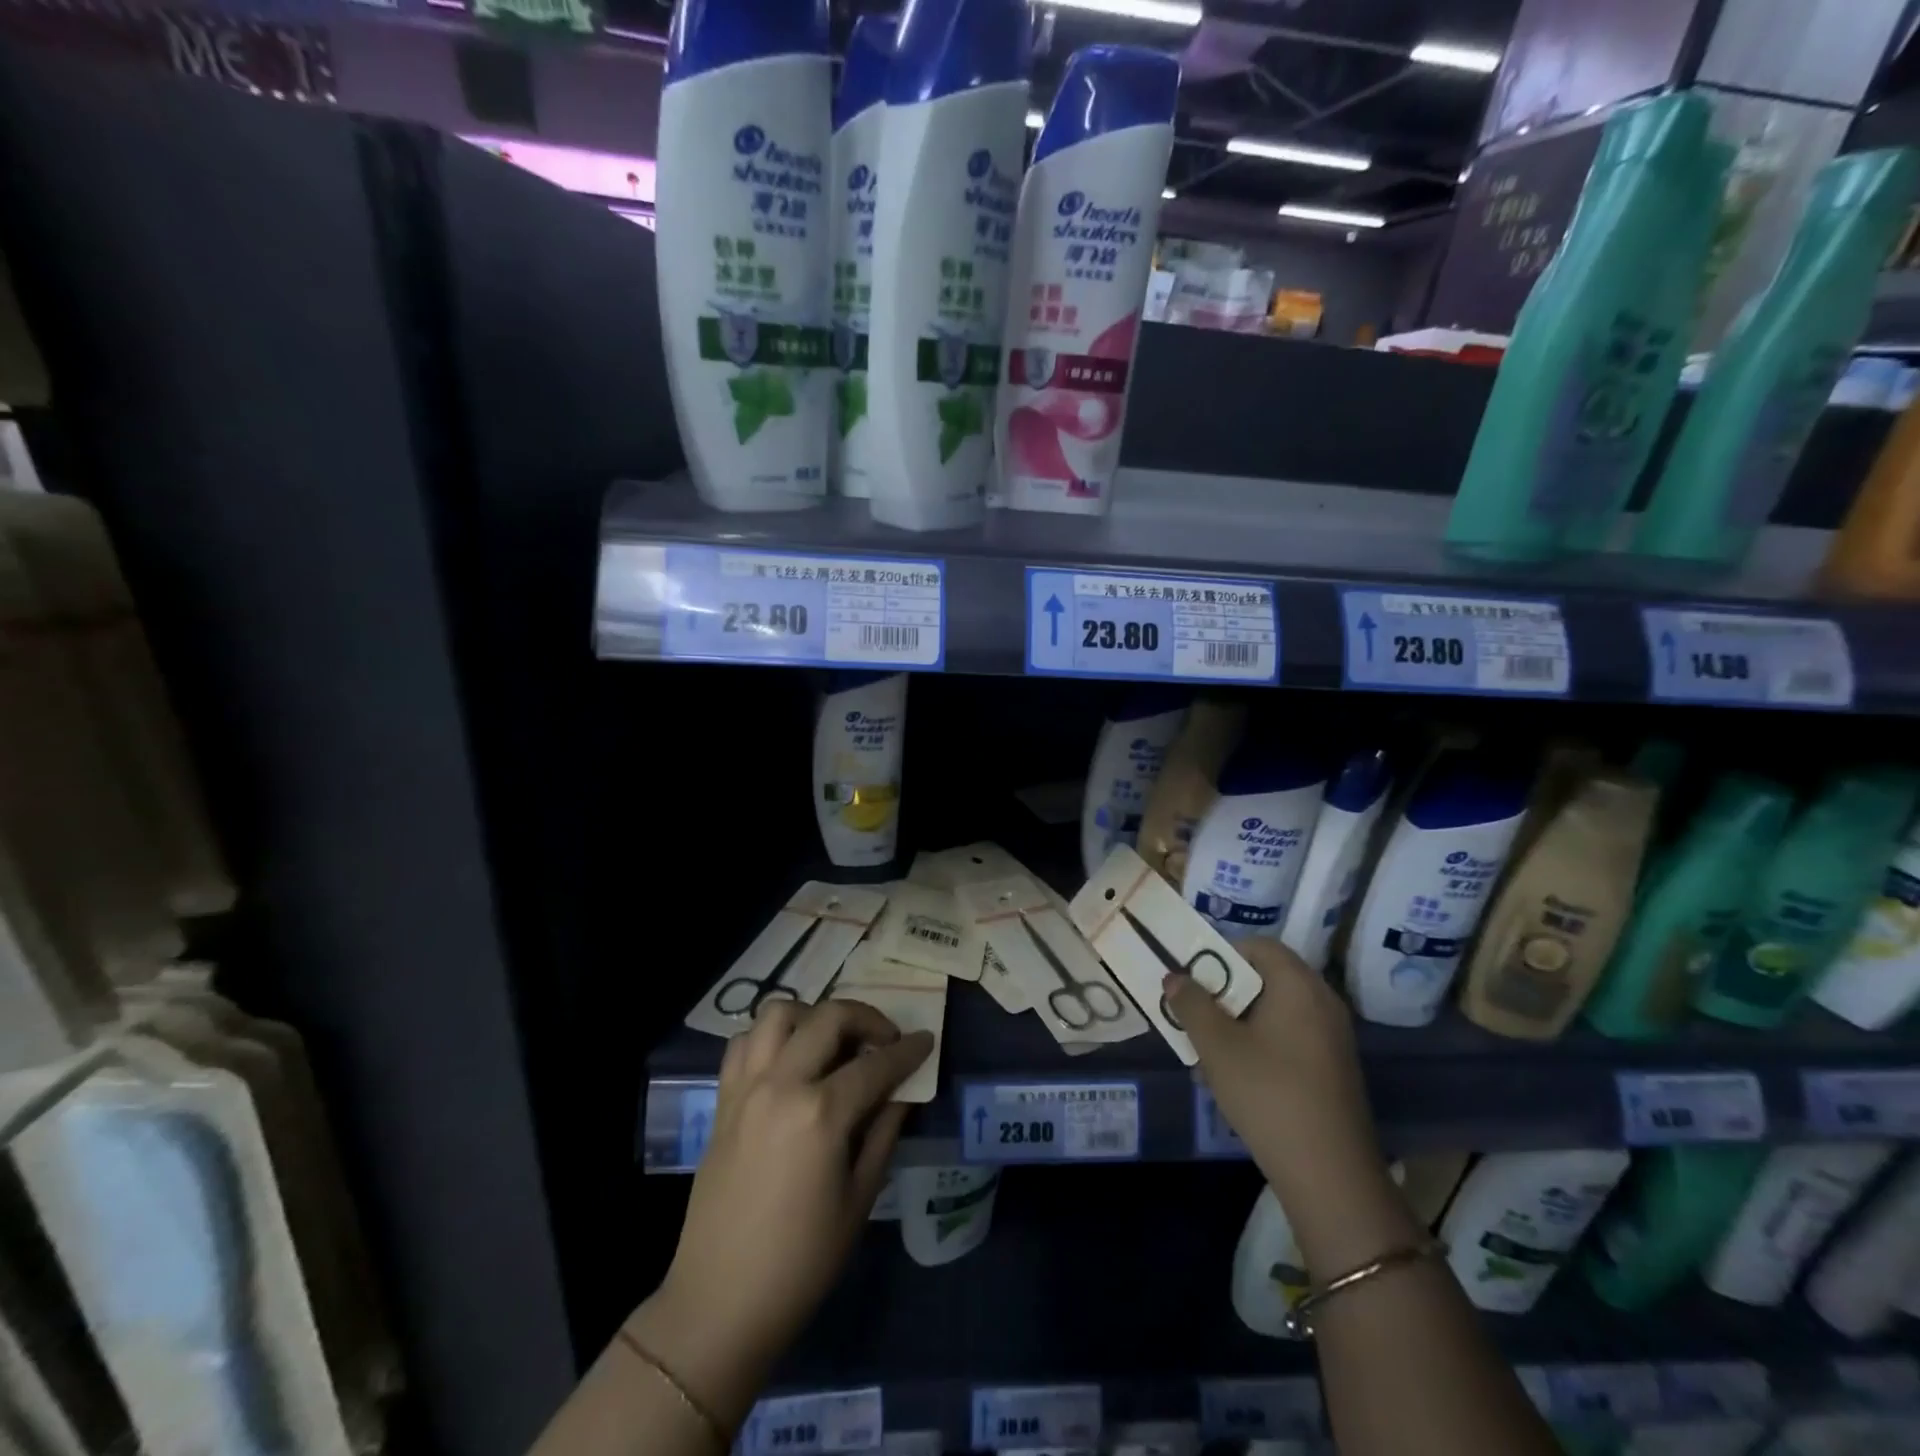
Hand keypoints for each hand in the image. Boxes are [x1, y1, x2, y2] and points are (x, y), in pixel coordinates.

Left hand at [629, 1002, 932, 1428]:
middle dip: (867, 1017)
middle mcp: (781, 1084)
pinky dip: (771, 1036)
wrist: (721, 1302)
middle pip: (829, 1017)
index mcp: (821, 1113)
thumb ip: (884, 1131)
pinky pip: (745, 1042)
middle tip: (884, 1040)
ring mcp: (746, 1087)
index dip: (908, 1050)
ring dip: (813, 1016)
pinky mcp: (723, 1099)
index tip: (926, 1040)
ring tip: (833, 1042)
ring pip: (779, 1012)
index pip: (876, 1063)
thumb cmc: (802, 1261)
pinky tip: (789, 1060)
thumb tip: (902, 1090)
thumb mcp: (859, 1198)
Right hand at [1167, 939, 1416, 1275]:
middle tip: (1192, 1013)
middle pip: (1266, 977)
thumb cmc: (1268, 1093)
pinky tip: (1235, 1075)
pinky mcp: (1333, 1067)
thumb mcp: (1217, 1045)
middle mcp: (1322, 1001)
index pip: (1258, 946)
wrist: (1329, 1174)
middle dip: (1224, 992)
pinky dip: (1260, 1043)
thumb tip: (1175, 976)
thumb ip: (1191, 1004)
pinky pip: (1290, 1036)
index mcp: (1299, 985)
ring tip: (1206, 1048)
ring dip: (1238, 1021)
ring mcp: (1332, 1037)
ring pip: (1275, 1011)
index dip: (1220, 954)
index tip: (1191, 978)